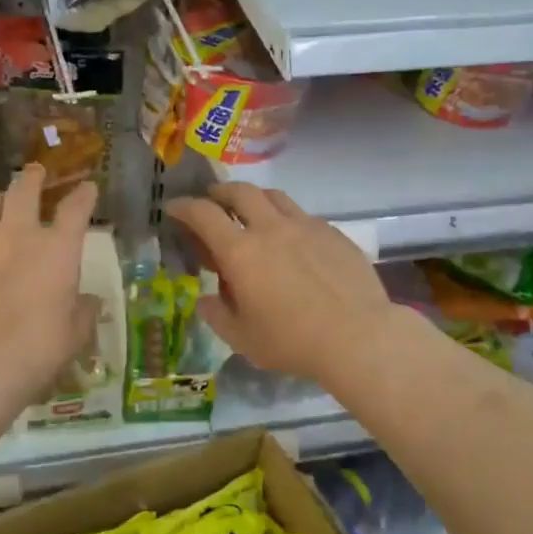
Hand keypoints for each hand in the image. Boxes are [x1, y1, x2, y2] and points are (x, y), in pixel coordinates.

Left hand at [0, 164, 99, 405]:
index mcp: (58, 249)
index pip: (76, 209)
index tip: (88, 188)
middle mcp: (19, 235)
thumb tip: (89, 301)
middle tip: (36, 172)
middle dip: (33, 177)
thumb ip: (84, 311)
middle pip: (24, 190)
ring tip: (2, 200)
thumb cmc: (40, 348)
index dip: (84, 195)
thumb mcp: (75, 334)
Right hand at [165, 182, 398, 386]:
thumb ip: (217, 314)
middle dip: (219, 193)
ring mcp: (305, 226)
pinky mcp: (333, 233)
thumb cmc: (292, 341)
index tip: (174, 208)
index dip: (183, 206)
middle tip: (212, 202)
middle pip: (239, 192)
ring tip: (250, 213)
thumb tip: (206, 299)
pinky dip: (286, 218)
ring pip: (273, 196)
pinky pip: (302, 215)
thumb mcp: (242, 338)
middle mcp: (270, 228)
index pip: (203, 214)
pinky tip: (291, 239)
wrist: (358, 336)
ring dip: (254, 198)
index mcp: (240, 251)